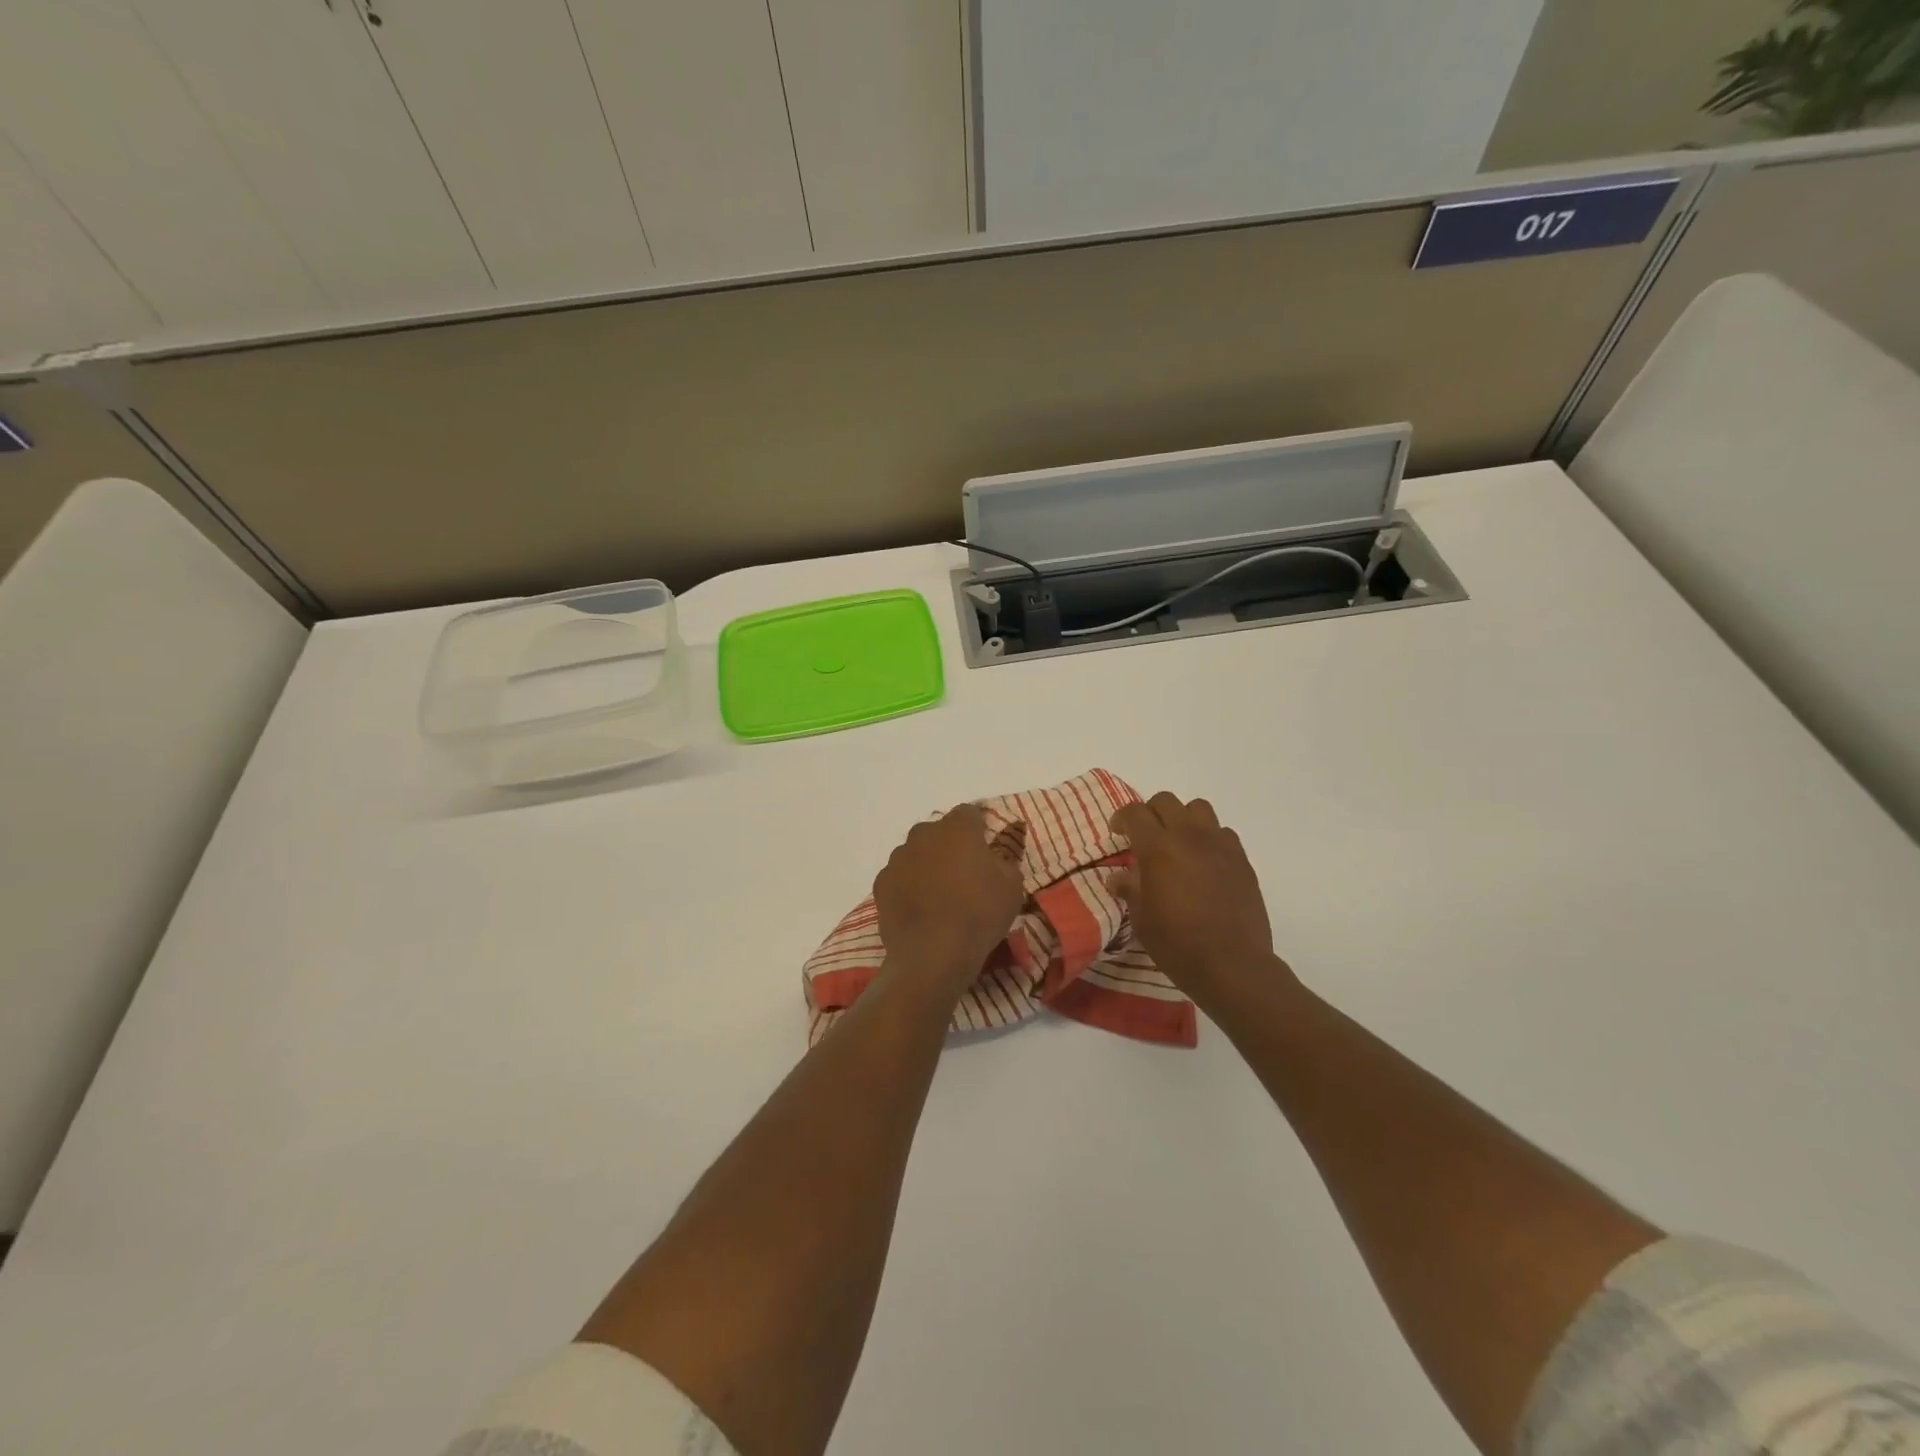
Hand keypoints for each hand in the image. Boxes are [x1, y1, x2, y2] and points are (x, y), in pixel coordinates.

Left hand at [873, 805, 1024, 992]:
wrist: (932, 954)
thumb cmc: (979, 913)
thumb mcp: (1012, 886)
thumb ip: (1005, 859)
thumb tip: (996, 853)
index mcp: (957, 828)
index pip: (970, 813)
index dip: (979, 828)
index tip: (986, 848)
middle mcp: (923, 834)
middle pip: (939, 832)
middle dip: (950, 846)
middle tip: (964, 874)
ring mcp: (898, 858)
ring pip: (916, 853)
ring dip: (928, 865)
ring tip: (940, 895)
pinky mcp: (881, 883)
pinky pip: (900, 876)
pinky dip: (909, 886)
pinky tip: (920, 909)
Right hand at [1110, 792, 1292, 1002]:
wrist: (1232, 964)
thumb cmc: (1177, 943)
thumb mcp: (1141, 918)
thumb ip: (1130, 888)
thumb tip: (1119, 877)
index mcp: (1158, 848)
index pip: (1135, 812)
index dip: (1122, 818)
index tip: (1118, 833)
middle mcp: (1189, 836)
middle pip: (1166, 801)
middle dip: (1151, 813)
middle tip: (1145, 837)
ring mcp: (1220, 845)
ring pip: (1198, 809)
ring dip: (1183, 819)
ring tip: (1178, 843)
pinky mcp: (1242, 859)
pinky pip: (1223, 833)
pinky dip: (1209, 838)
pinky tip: (1205, 862)